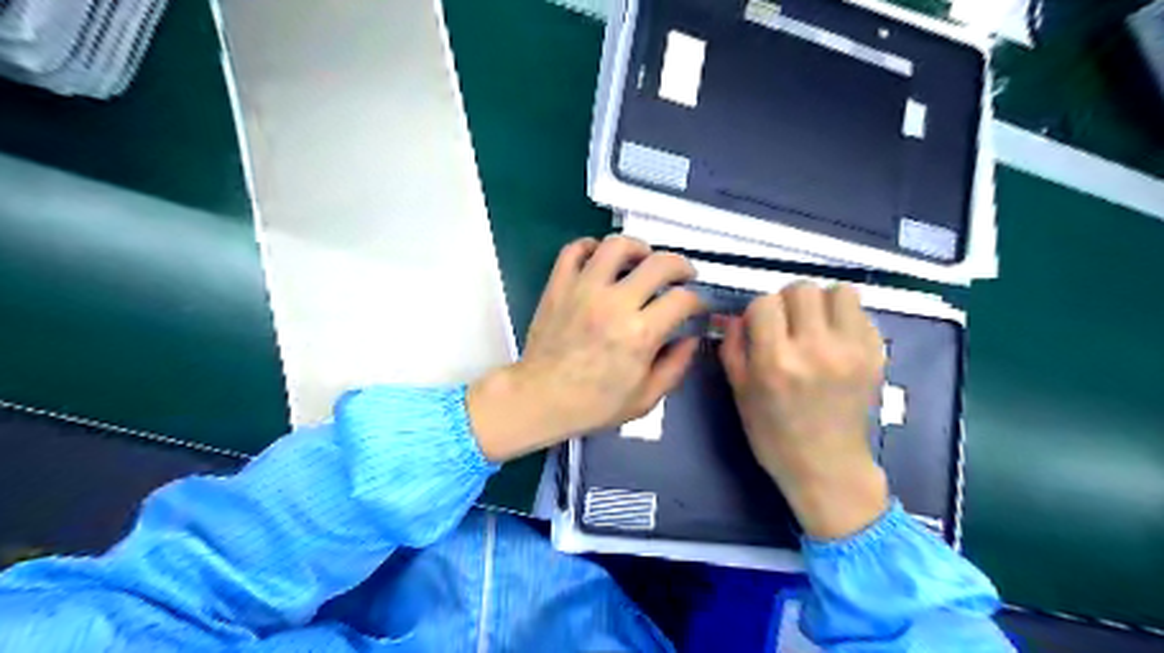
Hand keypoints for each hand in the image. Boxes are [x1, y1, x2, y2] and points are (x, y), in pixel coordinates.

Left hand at [468, 236, 703, 461]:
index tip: (696, 307)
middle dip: (680, 266)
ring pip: (617, 245)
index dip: (698, 300)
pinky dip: (591, 247)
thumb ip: (676, 366)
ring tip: (642, 260)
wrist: (541, 398)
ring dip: (638, 247)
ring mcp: (583, 290)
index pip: (683, 299)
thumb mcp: (646, 398)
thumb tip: (690, 337)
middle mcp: (615, 303)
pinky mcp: (559, 285)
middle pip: (659, 263)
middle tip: (681, 276)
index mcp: (640, 334)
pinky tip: (601, 259)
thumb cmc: (594, 404)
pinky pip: (574, 250)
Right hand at [720, 284, 892, 537]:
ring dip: (822, 303)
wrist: (826, 466)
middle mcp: (815, 349)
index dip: (758, 312)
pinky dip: (845, 318)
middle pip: (802, 289)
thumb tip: (736, 314)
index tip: (760, 328)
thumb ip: (733, 346)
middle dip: (788, 302)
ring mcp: (851, 351)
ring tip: (815, 325)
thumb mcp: (739, 392)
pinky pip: (862, 313)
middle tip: (787, 325)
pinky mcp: (876, 356)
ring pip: (839, 291)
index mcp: (775, 362)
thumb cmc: (773, 434)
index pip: (765, 303)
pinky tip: (836, 340)